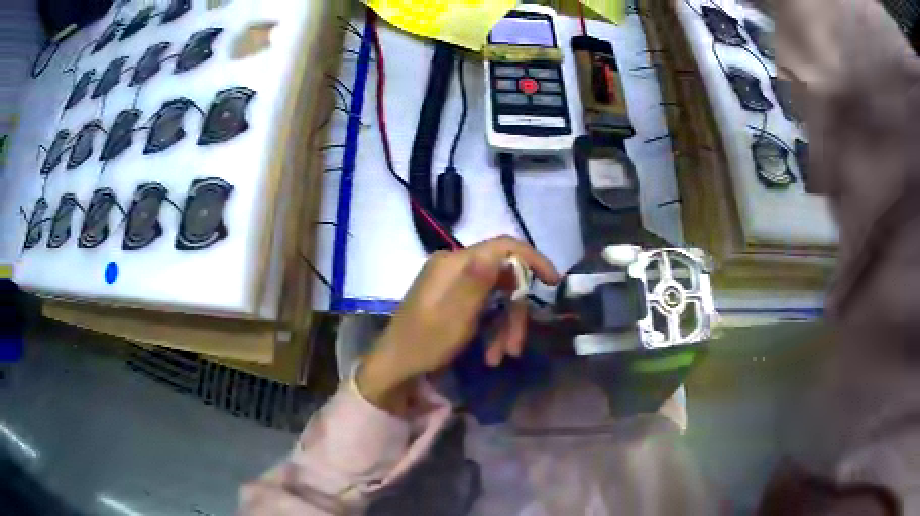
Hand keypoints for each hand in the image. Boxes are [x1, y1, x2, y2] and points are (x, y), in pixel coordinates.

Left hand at [357, 236, 560, 412]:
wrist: (395, 367)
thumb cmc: (425, 343)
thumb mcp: (456, 315)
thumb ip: (479, 280)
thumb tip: (503, 247)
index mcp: (453, 262)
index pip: (502, 247)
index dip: (532, 260)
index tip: (553, 282)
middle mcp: (454, 266)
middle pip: (503, 277)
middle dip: (515, 312)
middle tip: (517, 345)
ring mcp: (453, 284)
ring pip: (496, 296)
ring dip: (504, 326)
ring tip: (502, 356)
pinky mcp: (453, 301)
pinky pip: (483, 307)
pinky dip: (492, 329)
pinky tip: (491, 354)